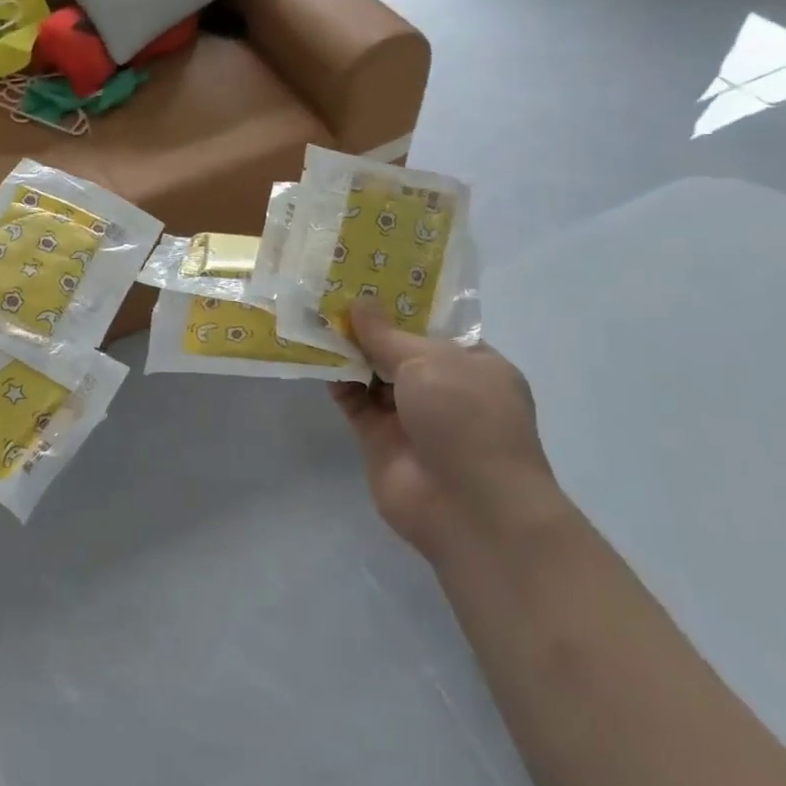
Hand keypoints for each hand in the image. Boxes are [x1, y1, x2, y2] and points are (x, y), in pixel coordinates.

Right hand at [332, 299, 554, 564]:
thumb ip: (386, 334)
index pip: (433, 326)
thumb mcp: (430, 360)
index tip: (365, 278)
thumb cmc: (466, 416)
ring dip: (347, 351)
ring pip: (373, 375)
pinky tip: (313, 356)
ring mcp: (411, 415)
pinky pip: (355, 402)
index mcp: (473, 363)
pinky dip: (337, 382)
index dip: (400, 305)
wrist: (470, 506)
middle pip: (398, 349)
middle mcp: (444, 387)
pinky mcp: (381, 440)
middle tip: (328, 292)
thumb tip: (359, 302)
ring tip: (313, 316)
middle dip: (368, 326)